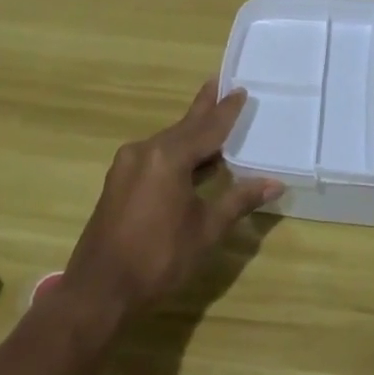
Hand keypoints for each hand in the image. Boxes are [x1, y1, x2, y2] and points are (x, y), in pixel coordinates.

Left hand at [61, 83, 279, 321]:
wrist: (99, 291)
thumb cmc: (158, 258)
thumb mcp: (206, 230)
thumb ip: (238, 201)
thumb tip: (274, 184)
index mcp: (168, 156)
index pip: (207, 128)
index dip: (226, 111)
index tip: (240, 90)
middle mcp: (145, 150)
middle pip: (184, 127)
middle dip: (204, 109)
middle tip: (218, 83)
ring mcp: (127, 165)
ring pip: (168, 142)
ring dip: (190, 133)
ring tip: (210, 120)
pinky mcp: (118, 181)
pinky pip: (154, 156)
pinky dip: (176, 152)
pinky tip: (189, 159)